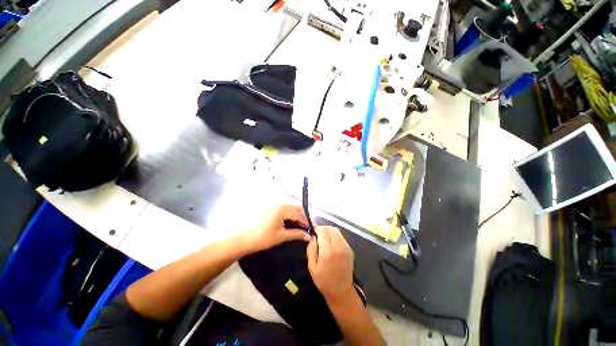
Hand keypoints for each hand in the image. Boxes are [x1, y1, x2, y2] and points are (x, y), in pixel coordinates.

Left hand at [240, 204, 311, 253]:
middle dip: (302, 218)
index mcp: (282, 209)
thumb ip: (297, 234)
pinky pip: (284, 211)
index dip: (306, 222)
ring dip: (296, 217)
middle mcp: (279, 205)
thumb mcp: (282, 236)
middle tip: (305, 228)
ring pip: (290, 209)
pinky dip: (289, 216)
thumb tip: (309, 236)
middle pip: (296, 209)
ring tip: (298, 227)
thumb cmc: (263, 238)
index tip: (311, 230)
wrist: (245, 240)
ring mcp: (274, 206)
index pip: (299, 215)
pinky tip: (290, 224)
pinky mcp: (271, 210)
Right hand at [307, 226, 354, 302]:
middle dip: (323, 229)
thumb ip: (311, 249)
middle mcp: (338, 247)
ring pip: (336, 231)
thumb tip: (313, 237)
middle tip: (318, 235)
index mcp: (328, 252)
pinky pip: (341, 237)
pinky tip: (331, 243)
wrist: (341, 291)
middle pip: (330, 229)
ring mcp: (346, 247)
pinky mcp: (350, 249)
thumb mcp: (312, 267)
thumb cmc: (324, 281)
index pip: (323, 231)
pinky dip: (335, 235)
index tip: (313, 231)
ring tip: (324, 238)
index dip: (317, 229)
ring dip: (329, 231)